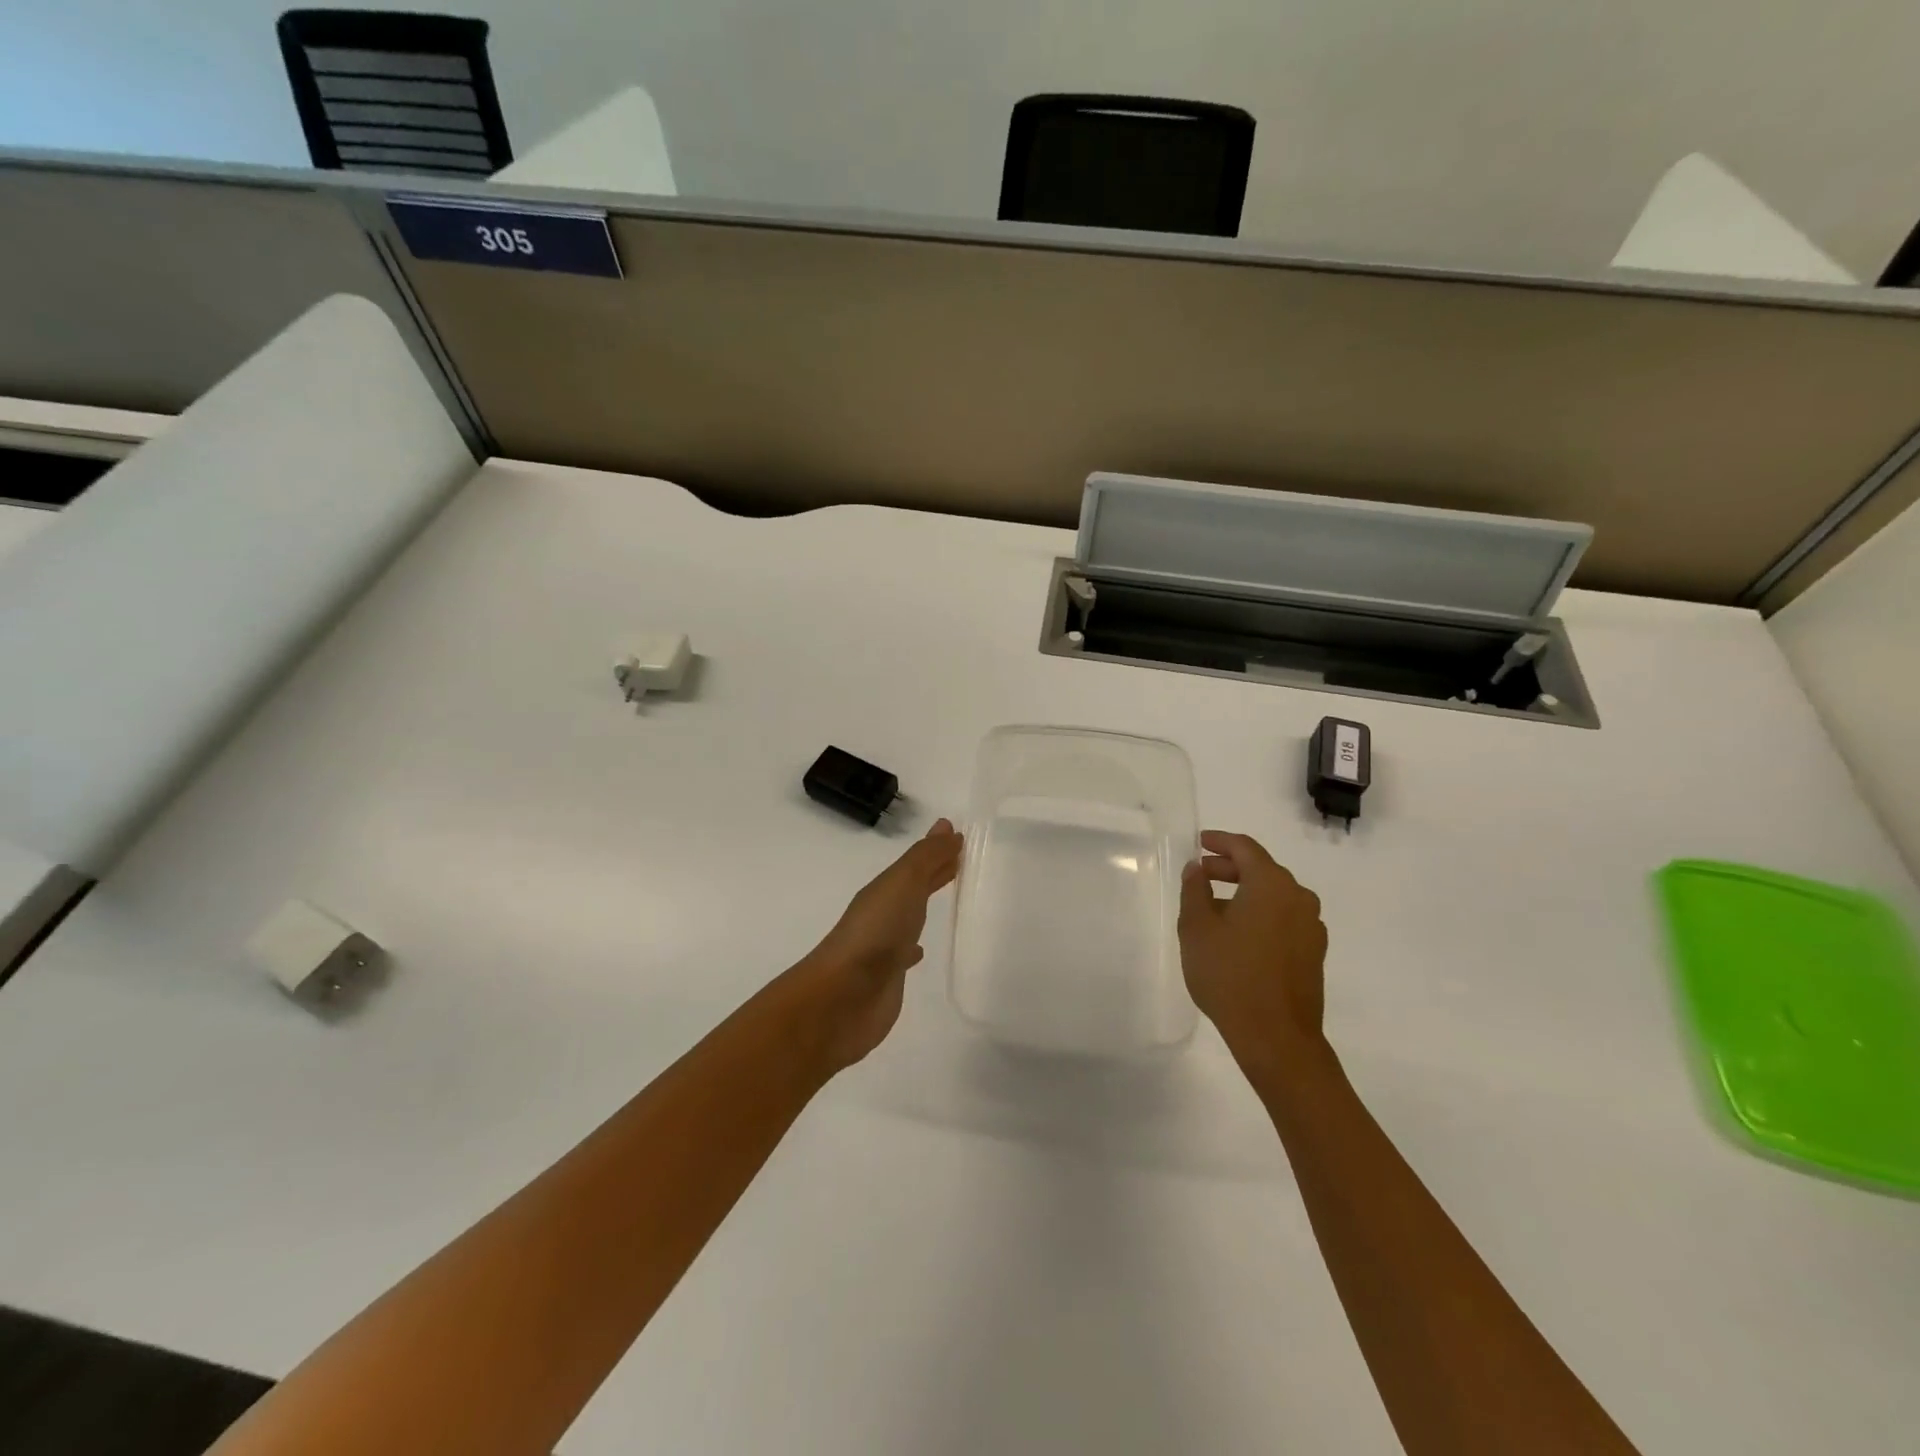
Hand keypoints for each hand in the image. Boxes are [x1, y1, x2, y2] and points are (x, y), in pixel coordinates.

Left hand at [790, 818, 962, 1069]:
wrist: (842, 997)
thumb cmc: (876, 932)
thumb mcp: (903, 884)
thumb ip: (926, 858)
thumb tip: (947, 827)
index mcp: (884, 890)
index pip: (916, 865)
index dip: (936, 853)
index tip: (960, 842)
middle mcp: (881, 914)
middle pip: (911, 888)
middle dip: (932, 876)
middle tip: (959, 863)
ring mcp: (882, 947)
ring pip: (908, 919)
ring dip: (923, 908)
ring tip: (947, 902)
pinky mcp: (887, 978)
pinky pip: (904, 955)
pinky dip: (915, 947)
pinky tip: (920, 952)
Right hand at [1178, 831, 1327, 1057]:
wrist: (1276, 1037)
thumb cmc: (1230, 975)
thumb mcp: (1197, 928)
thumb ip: (1194, 891)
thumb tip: (1196, 869)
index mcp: (1271, 884)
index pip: (1245, 848)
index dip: (1220, 841)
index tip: (1199, 842)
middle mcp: (1298, 897)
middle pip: (1262, 870)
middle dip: (1229, 868)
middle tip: (1200, 875)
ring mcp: (1311, 926)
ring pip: (1274, 896)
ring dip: (1244, 893)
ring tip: (1214, 908)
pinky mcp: (1313, 952)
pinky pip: (1283, 918)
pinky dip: (1260, 914)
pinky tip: (1238, 934)